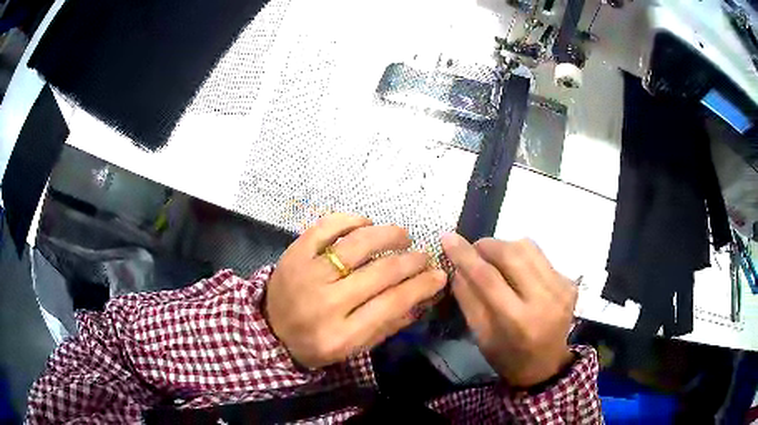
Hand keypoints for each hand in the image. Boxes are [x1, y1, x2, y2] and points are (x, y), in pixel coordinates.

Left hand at [266, 213, 446, 368]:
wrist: (269, 330)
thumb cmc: (315, 343)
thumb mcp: (353, 348)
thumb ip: (388, 325)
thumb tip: (422, 298)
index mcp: (341, 334)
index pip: (391, 304)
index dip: (421, 286)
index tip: (439, 275)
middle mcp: (325, 302)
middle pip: (380, 272)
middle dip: (412, 261)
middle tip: (424, 255)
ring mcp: (307, 274)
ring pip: (356, 245)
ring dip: (387, 235)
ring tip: (403, 236)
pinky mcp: (294, 253)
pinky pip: (325, 227)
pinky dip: (350, 220)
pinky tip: (366, 223)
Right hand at [441, 233, 575, 386]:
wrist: (547, 365)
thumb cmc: (508, 357)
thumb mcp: (481, 336)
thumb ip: (468, 299)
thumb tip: (457, 266)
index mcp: (519, 321)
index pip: (488, 278)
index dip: (465, 255)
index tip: (448, 238)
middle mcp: (545, 299)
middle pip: (512, 254)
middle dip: (486, 245)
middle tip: (473, 251)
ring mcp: (561, 287)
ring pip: (528, 247)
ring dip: (505, 247)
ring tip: (494, 260)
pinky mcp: (569, 281)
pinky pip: (540, 256)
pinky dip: (522, 257)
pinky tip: (516, 272)